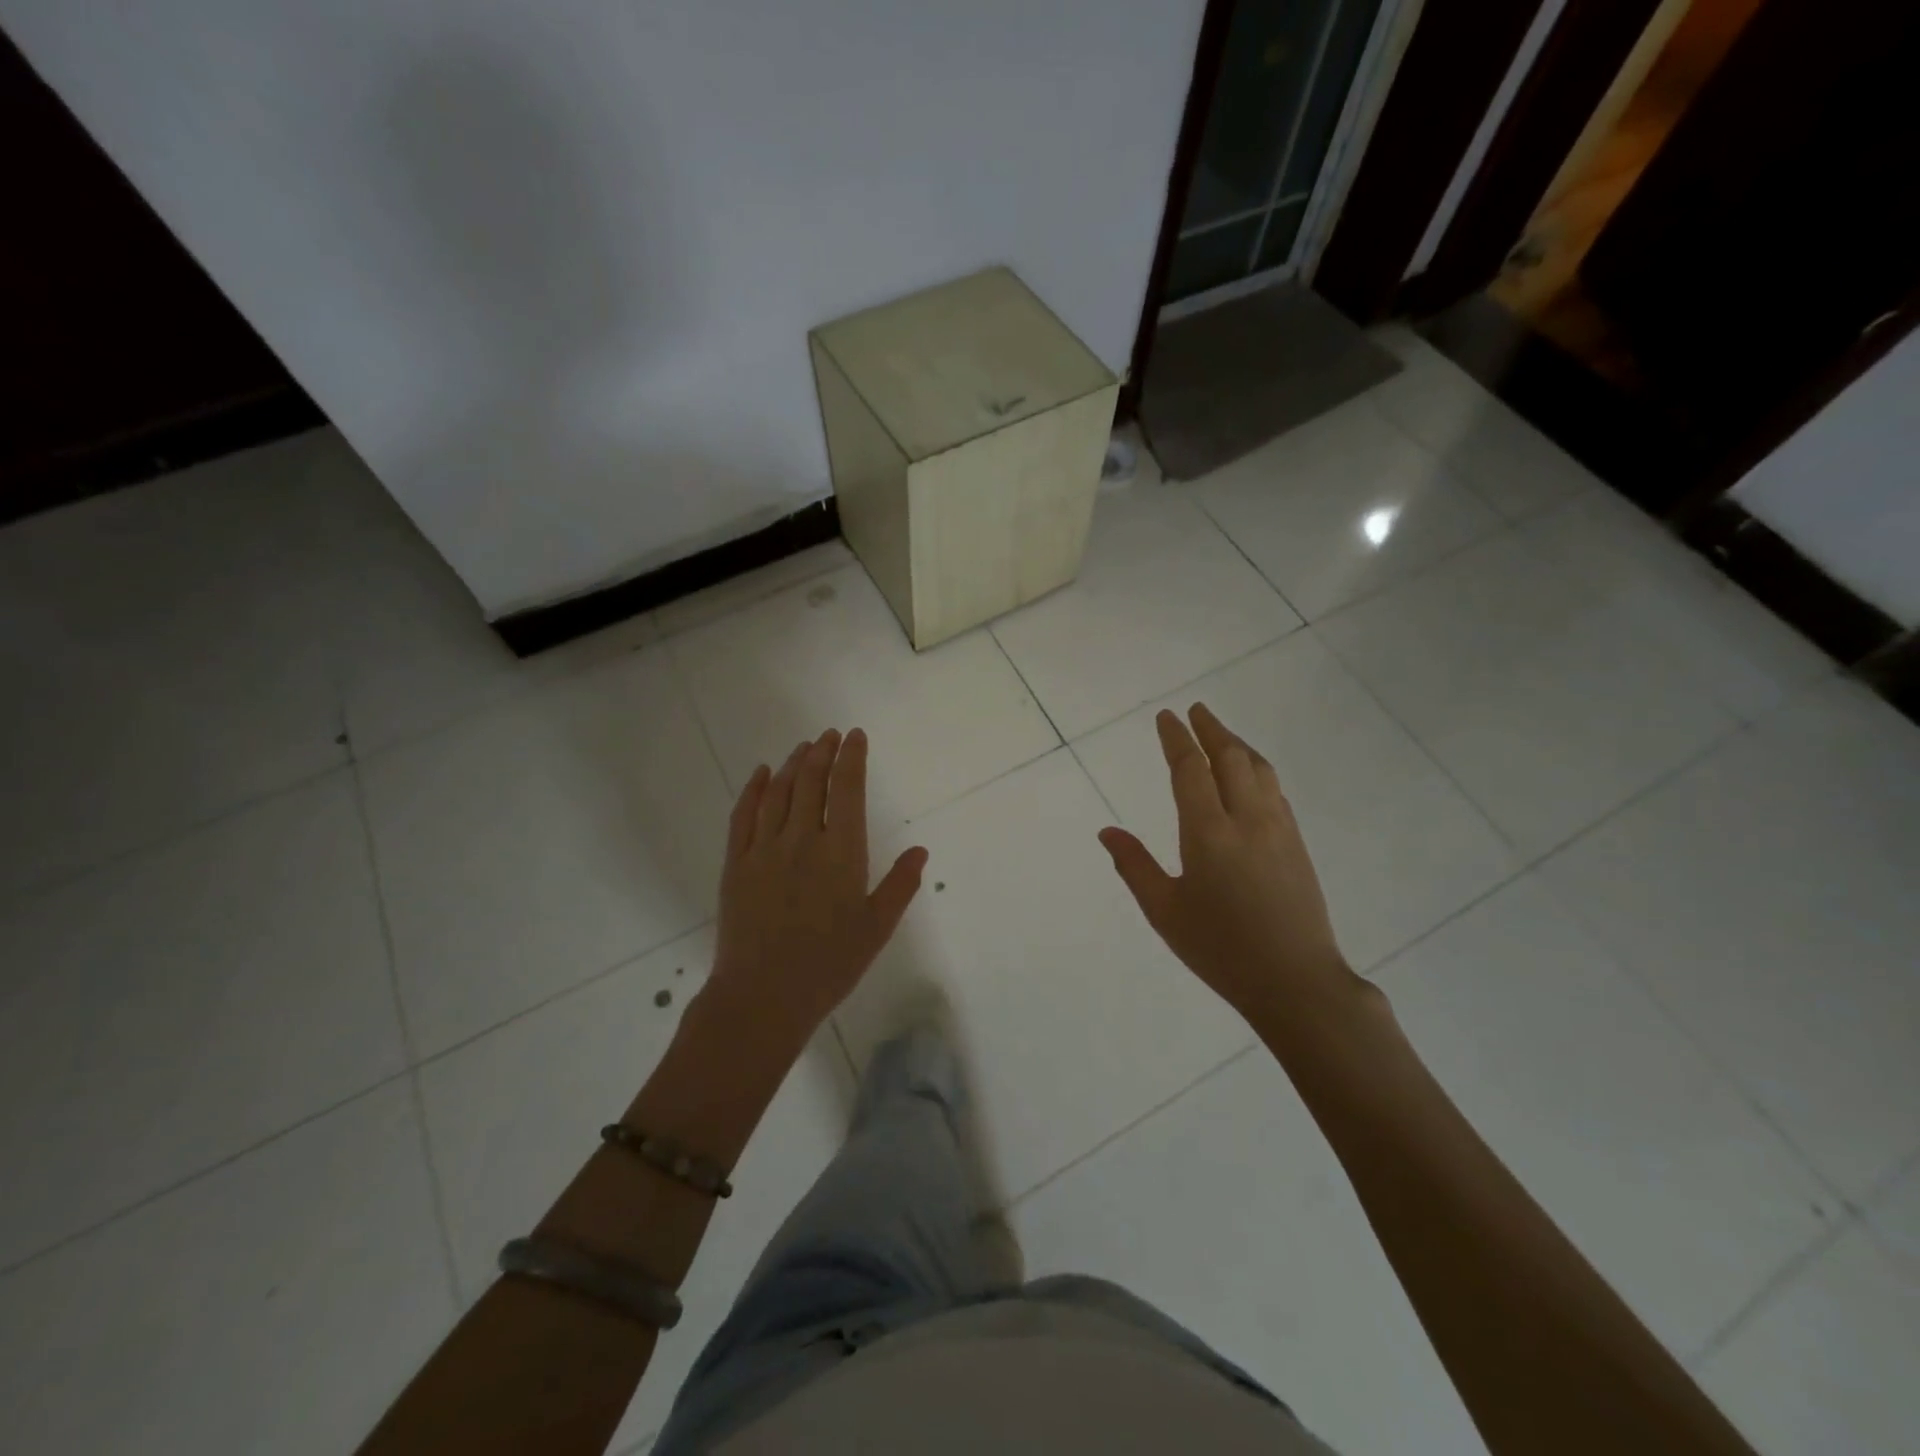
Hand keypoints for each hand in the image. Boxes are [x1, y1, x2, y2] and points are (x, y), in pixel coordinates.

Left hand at [706, 728, 927, 1045]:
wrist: (763, 996)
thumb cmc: (828, 965)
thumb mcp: (876, 928)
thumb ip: (900, 885)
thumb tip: (921, 850)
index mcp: (840, 852)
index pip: (847, 789)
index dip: (852, 758)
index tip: (855, 736)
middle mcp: (801, 840)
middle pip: (811, 782)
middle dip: (823, 752)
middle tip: (830, 735)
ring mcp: (763, 849)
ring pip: (779, 792)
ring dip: (793, 764)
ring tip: (804, 747)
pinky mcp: (736, 864)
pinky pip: (743, 816)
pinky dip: (754, 789)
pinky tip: (762, 774)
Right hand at [1099, 704, 1362, 1032]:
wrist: (1295, 981)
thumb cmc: (1220, 948)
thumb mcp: (1165, 911)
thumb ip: (1133, 866)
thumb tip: (1107, 832)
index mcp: (1208, 833)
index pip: (1190, 769)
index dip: (1177, 739)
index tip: (1166, 717)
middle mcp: (1247, 820)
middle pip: (1230, 757)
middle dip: (1210, 729)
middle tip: (1195, 710)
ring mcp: (1278, 828)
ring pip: (1259, 769)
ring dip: (1237, 744)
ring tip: (1221, 733)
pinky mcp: (1296, 843)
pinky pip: (1274, 789)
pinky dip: (1257, 768)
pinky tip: (1250, 775)